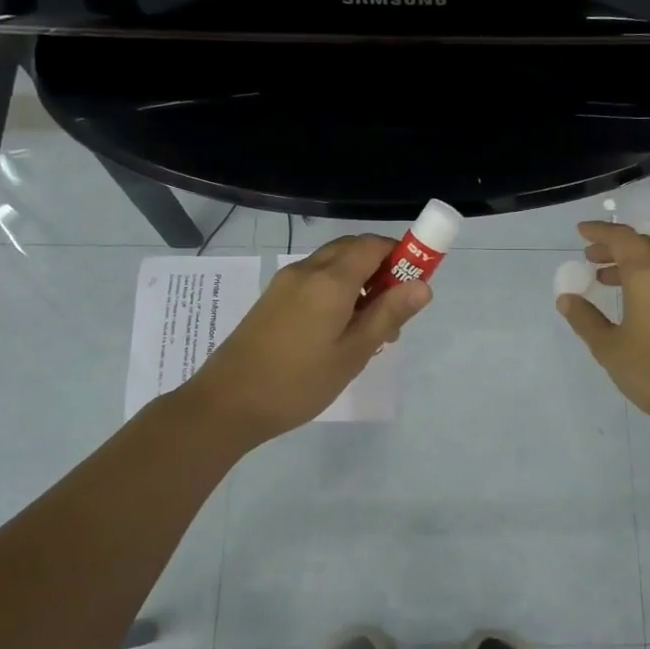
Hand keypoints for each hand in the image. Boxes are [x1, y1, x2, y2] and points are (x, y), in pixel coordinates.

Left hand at [179, 234, 431, 446]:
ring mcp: (286, 283)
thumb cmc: (298, 382)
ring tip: (370, 328)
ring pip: (333, 265)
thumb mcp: (353, 353)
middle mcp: (307, 270)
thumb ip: (388, 314)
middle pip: (353, 249)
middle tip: (395, 310)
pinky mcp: (273, 298)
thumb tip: (423, 285)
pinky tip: (339, 331)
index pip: (374, 245)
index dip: (401, 255)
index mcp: (330, 280)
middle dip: (382, 268)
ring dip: (360, 281)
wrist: (226, 403)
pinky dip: (337, 290)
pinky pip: (315, 280)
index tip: (416, 284)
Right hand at [557, 221, 649, 429]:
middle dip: (614, 246)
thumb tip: (567, 298)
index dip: (600, 232)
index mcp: (648, 276)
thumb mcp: (608, 347)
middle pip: (641, 245)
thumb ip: (585, 318)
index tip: (580, 232)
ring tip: (606, 278)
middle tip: (590, 257)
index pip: (622, 238)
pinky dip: (648, 276)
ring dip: (631, 262)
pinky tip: (633, 298)